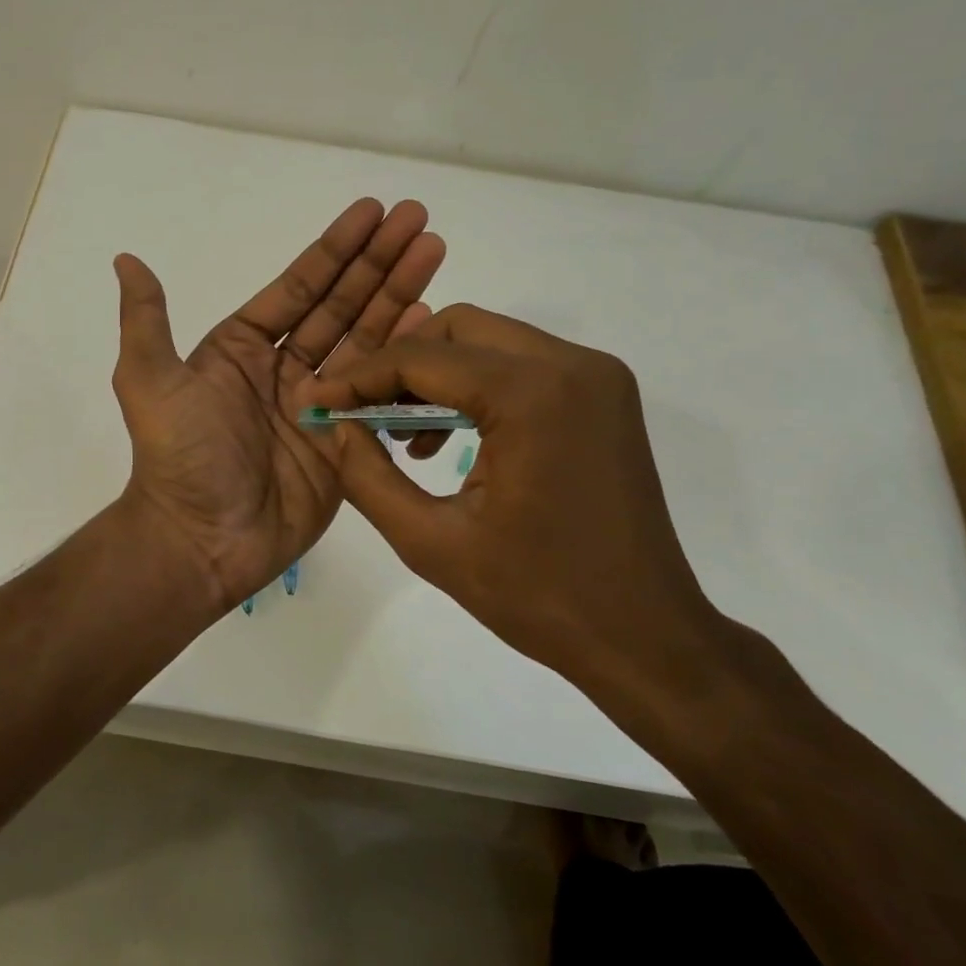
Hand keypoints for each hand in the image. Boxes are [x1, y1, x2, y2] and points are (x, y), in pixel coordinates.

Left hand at [111, 200, 443, 609]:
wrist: (201, 541)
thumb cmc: (179, 458)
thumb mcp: (148, 382)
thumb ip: (146, 320)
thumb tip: (125, 258)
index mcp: (242, 349)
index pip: (298, 288)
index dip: (335, 250)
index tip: (372, 211)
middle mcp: (285, 370)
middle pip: (341, 305)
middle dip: (378, 262)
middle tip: (419, 218)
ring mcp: (320, 406)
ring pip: (367, 341)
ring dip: (400, 296)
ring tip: (434, 251)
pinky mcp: (346, 444)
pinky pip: (380, 394)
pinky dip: (404, 359)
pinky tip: (430, 321)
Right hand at [309, 304, 723, 693]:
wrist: (645, 636)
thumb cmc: (537, 596)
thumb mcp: (430, 542)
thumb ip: (367, 476)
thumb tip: (332, 426)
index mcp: (532, 396)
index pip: (423, 358)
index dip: (360, 377)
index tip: (320, 402)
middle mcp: (572, 365)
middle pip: (458, 329)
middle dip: (400, 364)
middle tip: (363, 413)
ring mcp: (596, 376)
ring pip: (489, 341)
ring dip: (437, 374)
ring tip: (403, 436)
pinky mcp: (604, 395)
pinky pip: (521, 366)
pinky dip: (476, 387)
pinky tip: (450, 440)